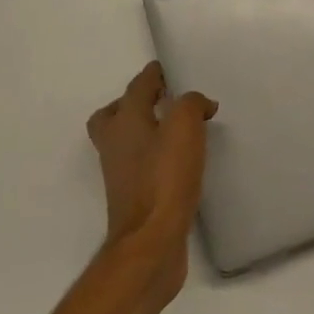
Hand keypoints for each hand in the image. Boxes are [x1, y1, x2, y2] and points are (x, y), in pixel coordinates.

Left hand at [86, 62, 216, 301]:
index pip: (137, 87)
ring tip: (172, 130)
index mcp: (124, 121)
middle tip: (159, 101)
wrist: (151, 243)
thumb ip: (191, 104)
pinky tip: (176, 162)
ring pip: (124, 141)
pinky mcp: (132, 199)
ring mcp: (120, 174)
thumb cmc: (165, 178)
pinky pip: (138, 166)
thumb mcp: (185, 127)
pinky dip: (152, 157)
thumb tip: (199, 104)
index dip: (152, 75)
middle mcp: (115, 144)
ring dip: (142, 131)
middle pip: (114, 115)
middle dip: (133, 103)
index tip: (165, 70)